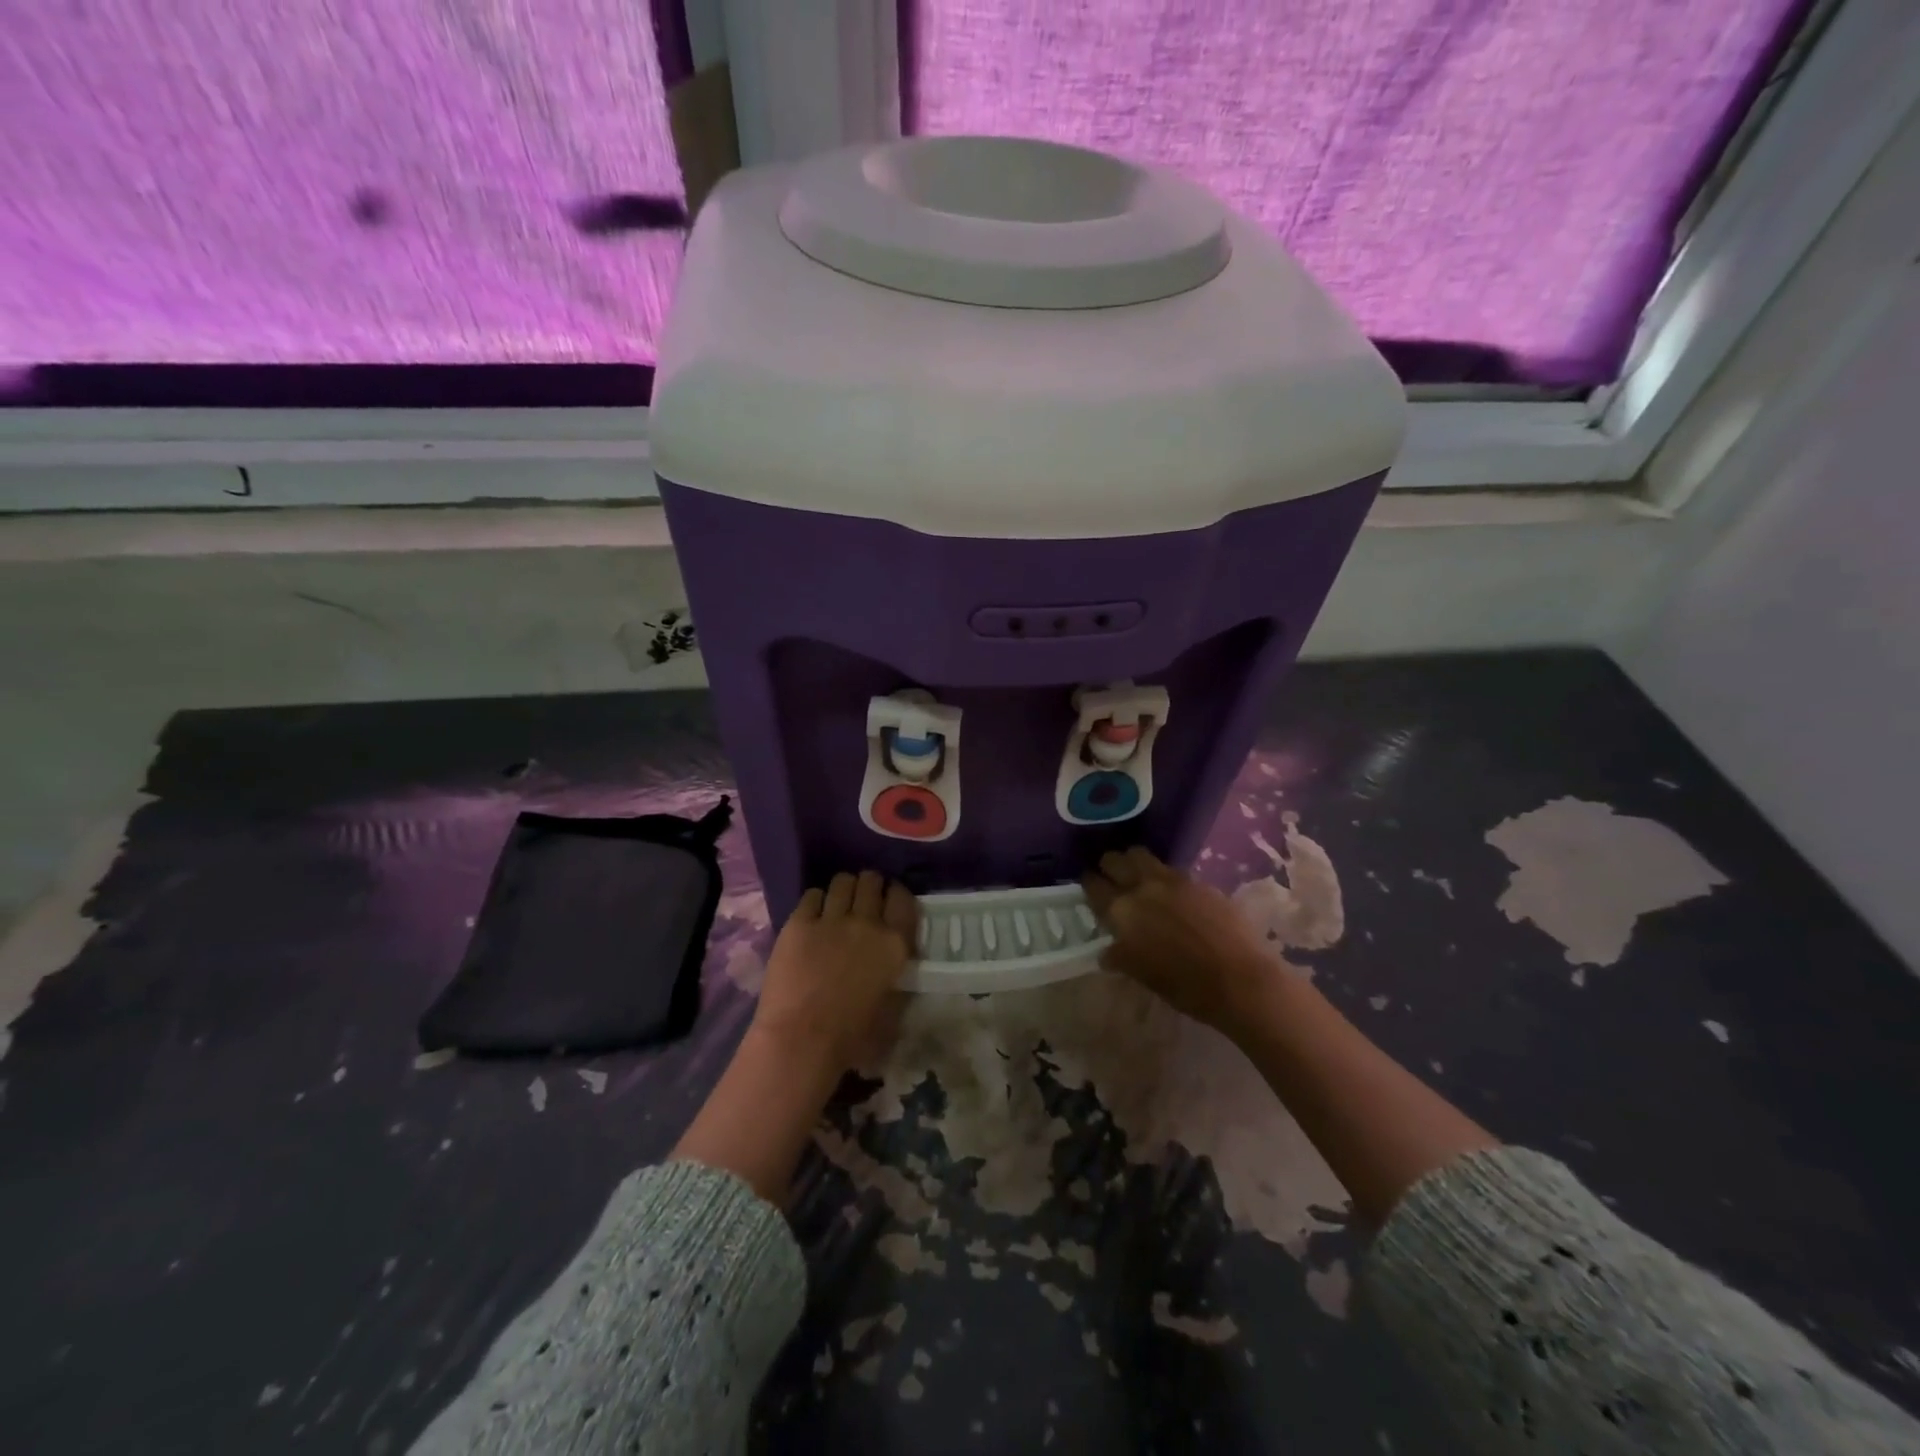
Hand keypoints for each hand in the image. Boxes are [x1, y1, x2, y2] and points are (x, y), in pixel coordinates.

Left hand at [752, 870, 917, 1073]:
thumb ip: (896, 975)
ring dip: (843, 889)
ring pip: (842, 882)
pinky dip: (816, 901)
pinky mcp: (799, 923)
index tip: (889, 899)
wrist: (802, 1040)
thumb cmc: (853, 1037)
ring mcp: (831, 919)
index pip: (903, 899)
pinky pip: (812, 895)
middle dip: (869, 885)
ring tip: (837, 902)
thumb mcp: (893, 1007)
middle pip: (871, 882)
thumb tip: (892, 963)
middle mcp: (867, 923)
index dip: (895, 894)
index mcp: (895, 944)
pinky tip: (813, 915)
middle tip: (862, 899)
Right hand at [1083, 847, 1278, 1037]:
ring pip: (1144, 857)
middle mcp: (1143, 887)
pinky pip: (1174, 872)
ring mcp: (1174, 880)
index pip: (1094, 885)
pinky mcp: (1200, 882)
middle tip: (1112, 879)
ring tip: (1141, 879)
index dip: (1089, 884)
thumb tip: (1108, 952)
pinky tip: (1175, 897)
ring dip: (1136, 864)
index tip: (1089, 886)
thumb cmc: (1185, 987)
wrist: (1240, 980)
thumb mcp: (1143, 975)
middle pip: (1116, 859)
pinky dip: (1167, 879)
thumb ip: (1121, 956)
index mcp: (1122, 911)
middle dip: (1110, 866)